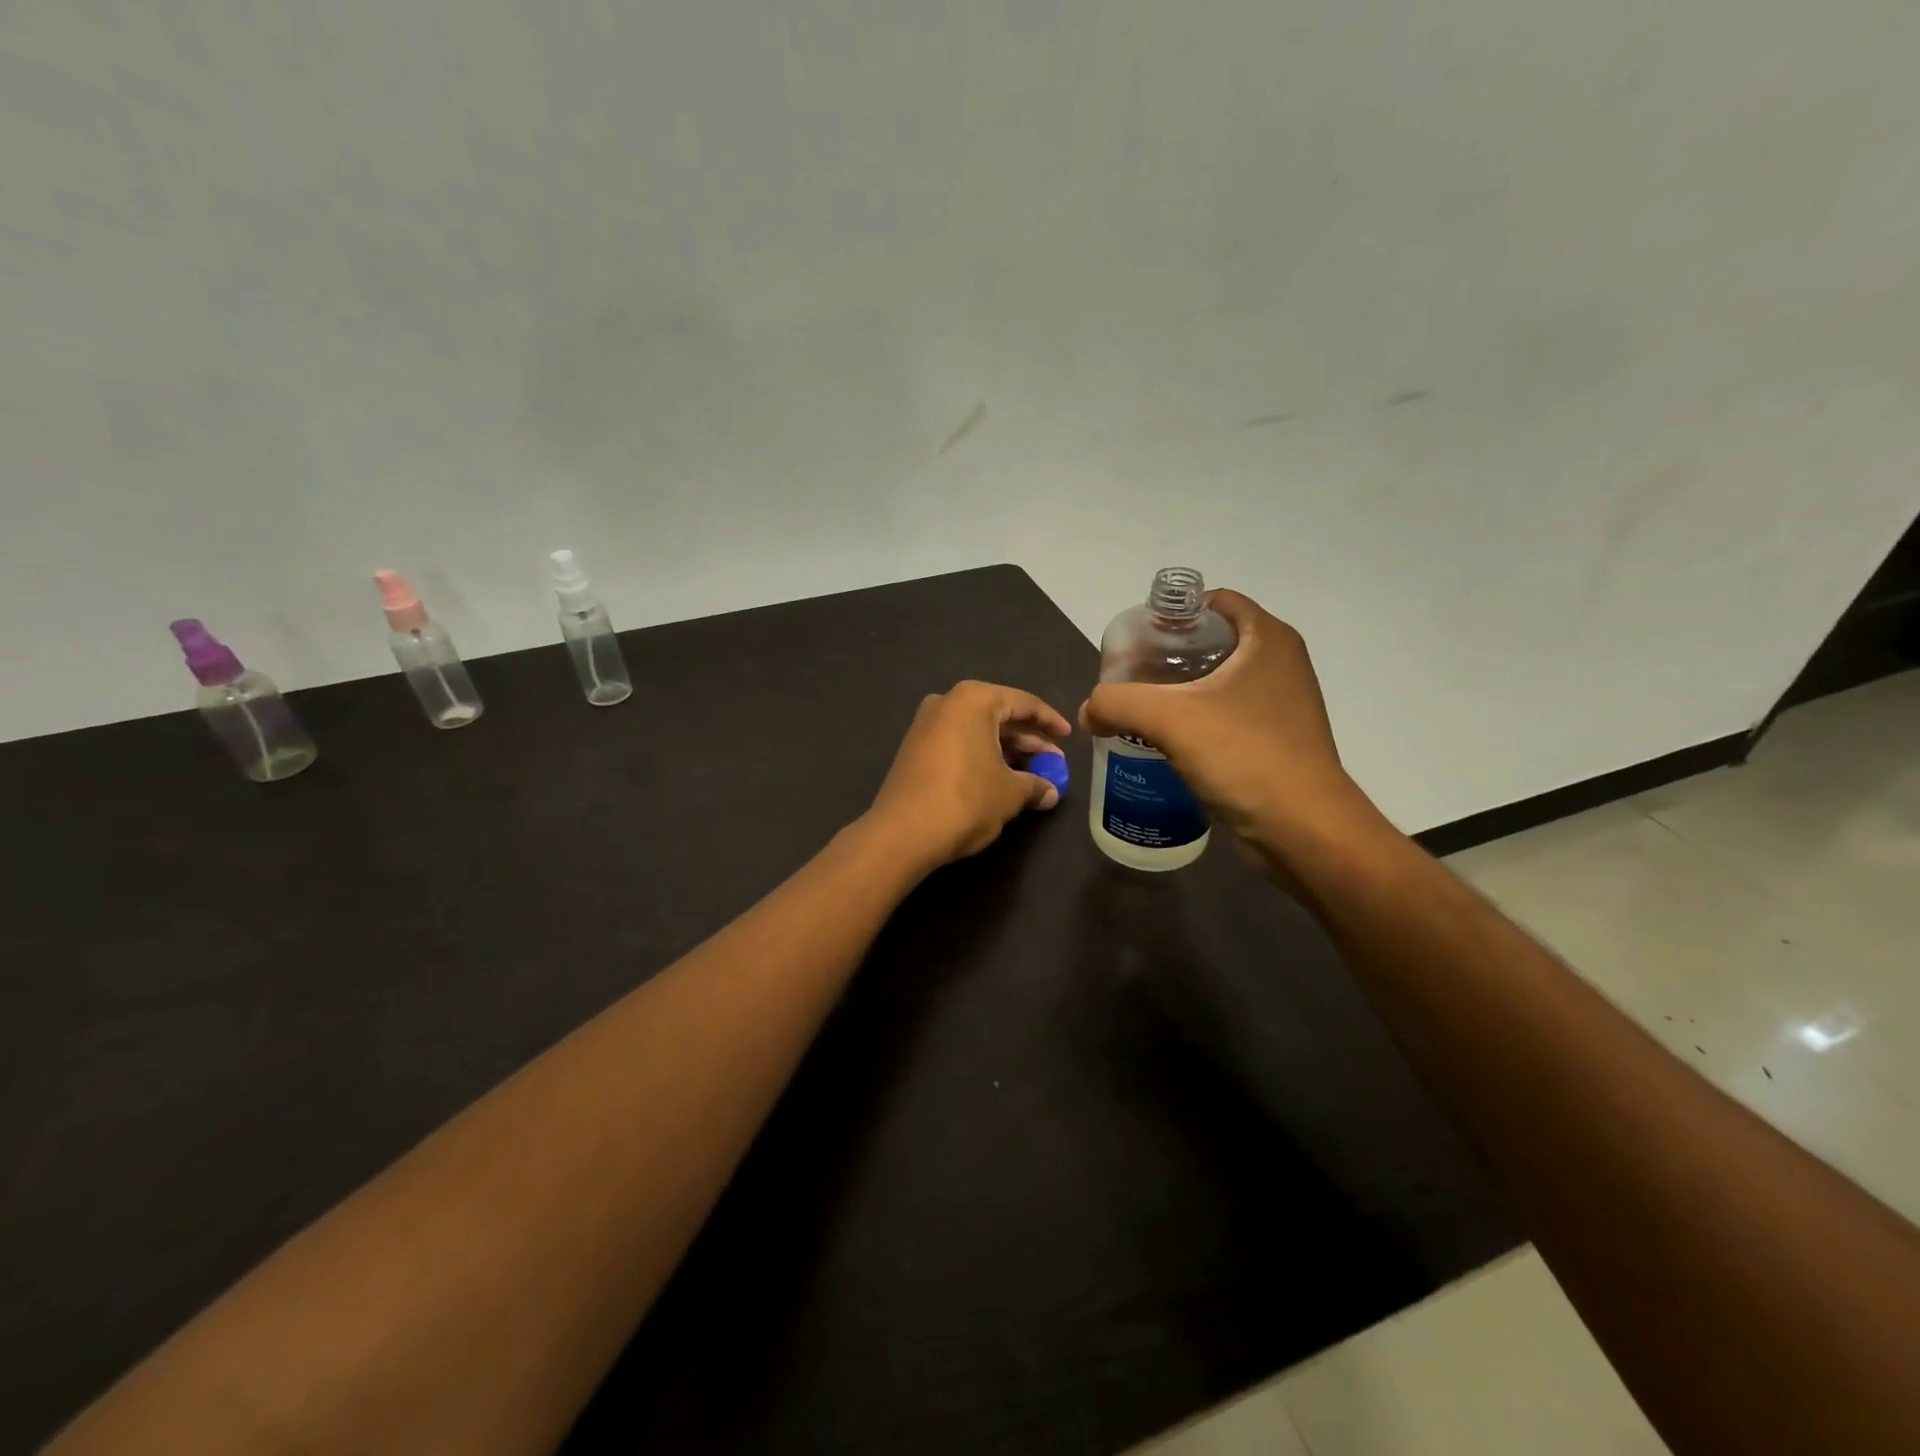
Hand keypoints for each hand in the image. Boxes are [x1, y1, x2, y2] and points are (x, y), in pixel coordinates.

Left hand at [866, 681, 1070, 872]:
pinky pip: (959, 744)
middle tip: (1054, 761)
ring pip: (978, 732)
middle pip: (999, 716)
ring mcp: (926, 725)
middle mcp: (947, 703)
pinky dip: (982, 756)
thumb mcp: (1010, 793)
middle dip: (1029, 739)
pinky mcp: (914, 749)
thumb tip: (1050, 792)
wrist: (902, 832)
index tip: (1069, 736)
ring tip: (1033, 774)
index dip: (1050, 721)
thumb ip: (1035, 785)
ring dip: (1007, 751)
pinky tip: (1000, 779)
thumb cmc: (965, 800)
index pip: (1023, 703)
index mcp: (973, 700)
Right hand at [1079, 590, 1386, 878]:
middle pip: (1212, 643)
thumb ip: (1116, 703)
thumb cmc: (1245, 756)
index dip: (1173, 613)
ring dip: (1178, 693)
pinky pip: (1224, 718)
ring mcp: (1280, 705)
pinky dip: (1194, 722)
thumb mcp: (1169, 719)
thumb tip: (1089, 712)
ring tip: (1137, 710)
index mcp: (1268, 640)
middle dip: (1167, 656)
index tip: (1137, 640)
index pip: (1215, 602)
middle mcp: (1279, 664)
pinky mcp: (1273, 742)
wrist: (1304, 831)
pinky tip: (1162, 743)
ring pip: (1217, 684)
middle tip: (1128, 677)